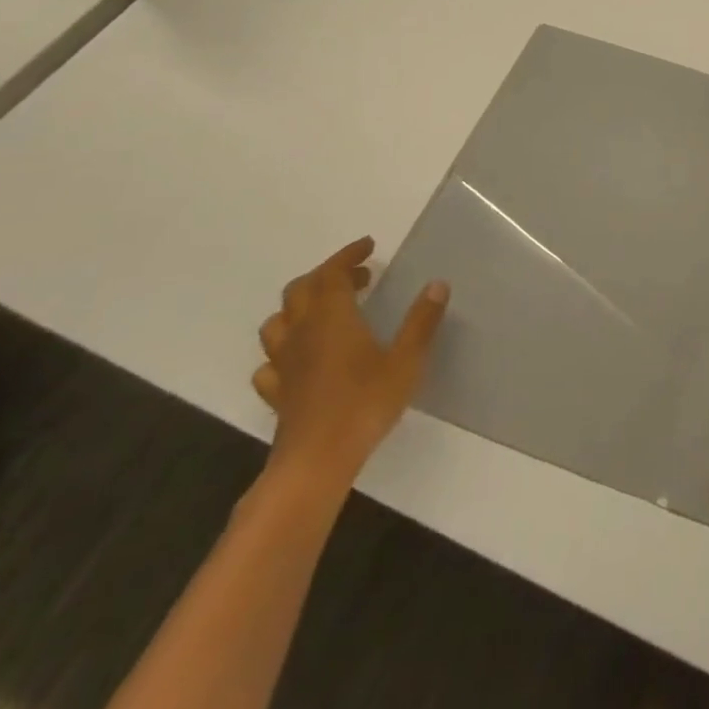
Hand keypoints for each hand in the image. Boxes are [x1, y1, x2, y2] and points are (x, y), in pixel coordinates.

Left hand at [253, 238, 448, 488]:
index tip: (368, 246)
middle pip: (300, 290)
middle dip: (327, 275)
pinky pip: (270, 362)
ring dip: (299, 307)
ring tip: (325, 310)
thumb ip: (421, 321)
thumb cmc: (365, 403)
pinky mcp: (277, 392)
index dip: (347, 255)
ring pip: (278, 322)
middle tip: (359, 277)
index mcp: (332, 318)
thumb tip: (437, 284)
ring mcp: (284, 364)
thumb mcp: (406, 360)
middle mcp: (302, 333)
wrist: (315, 462)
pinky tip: (301, 358)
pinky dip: (284, 349)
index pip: (332, 273)